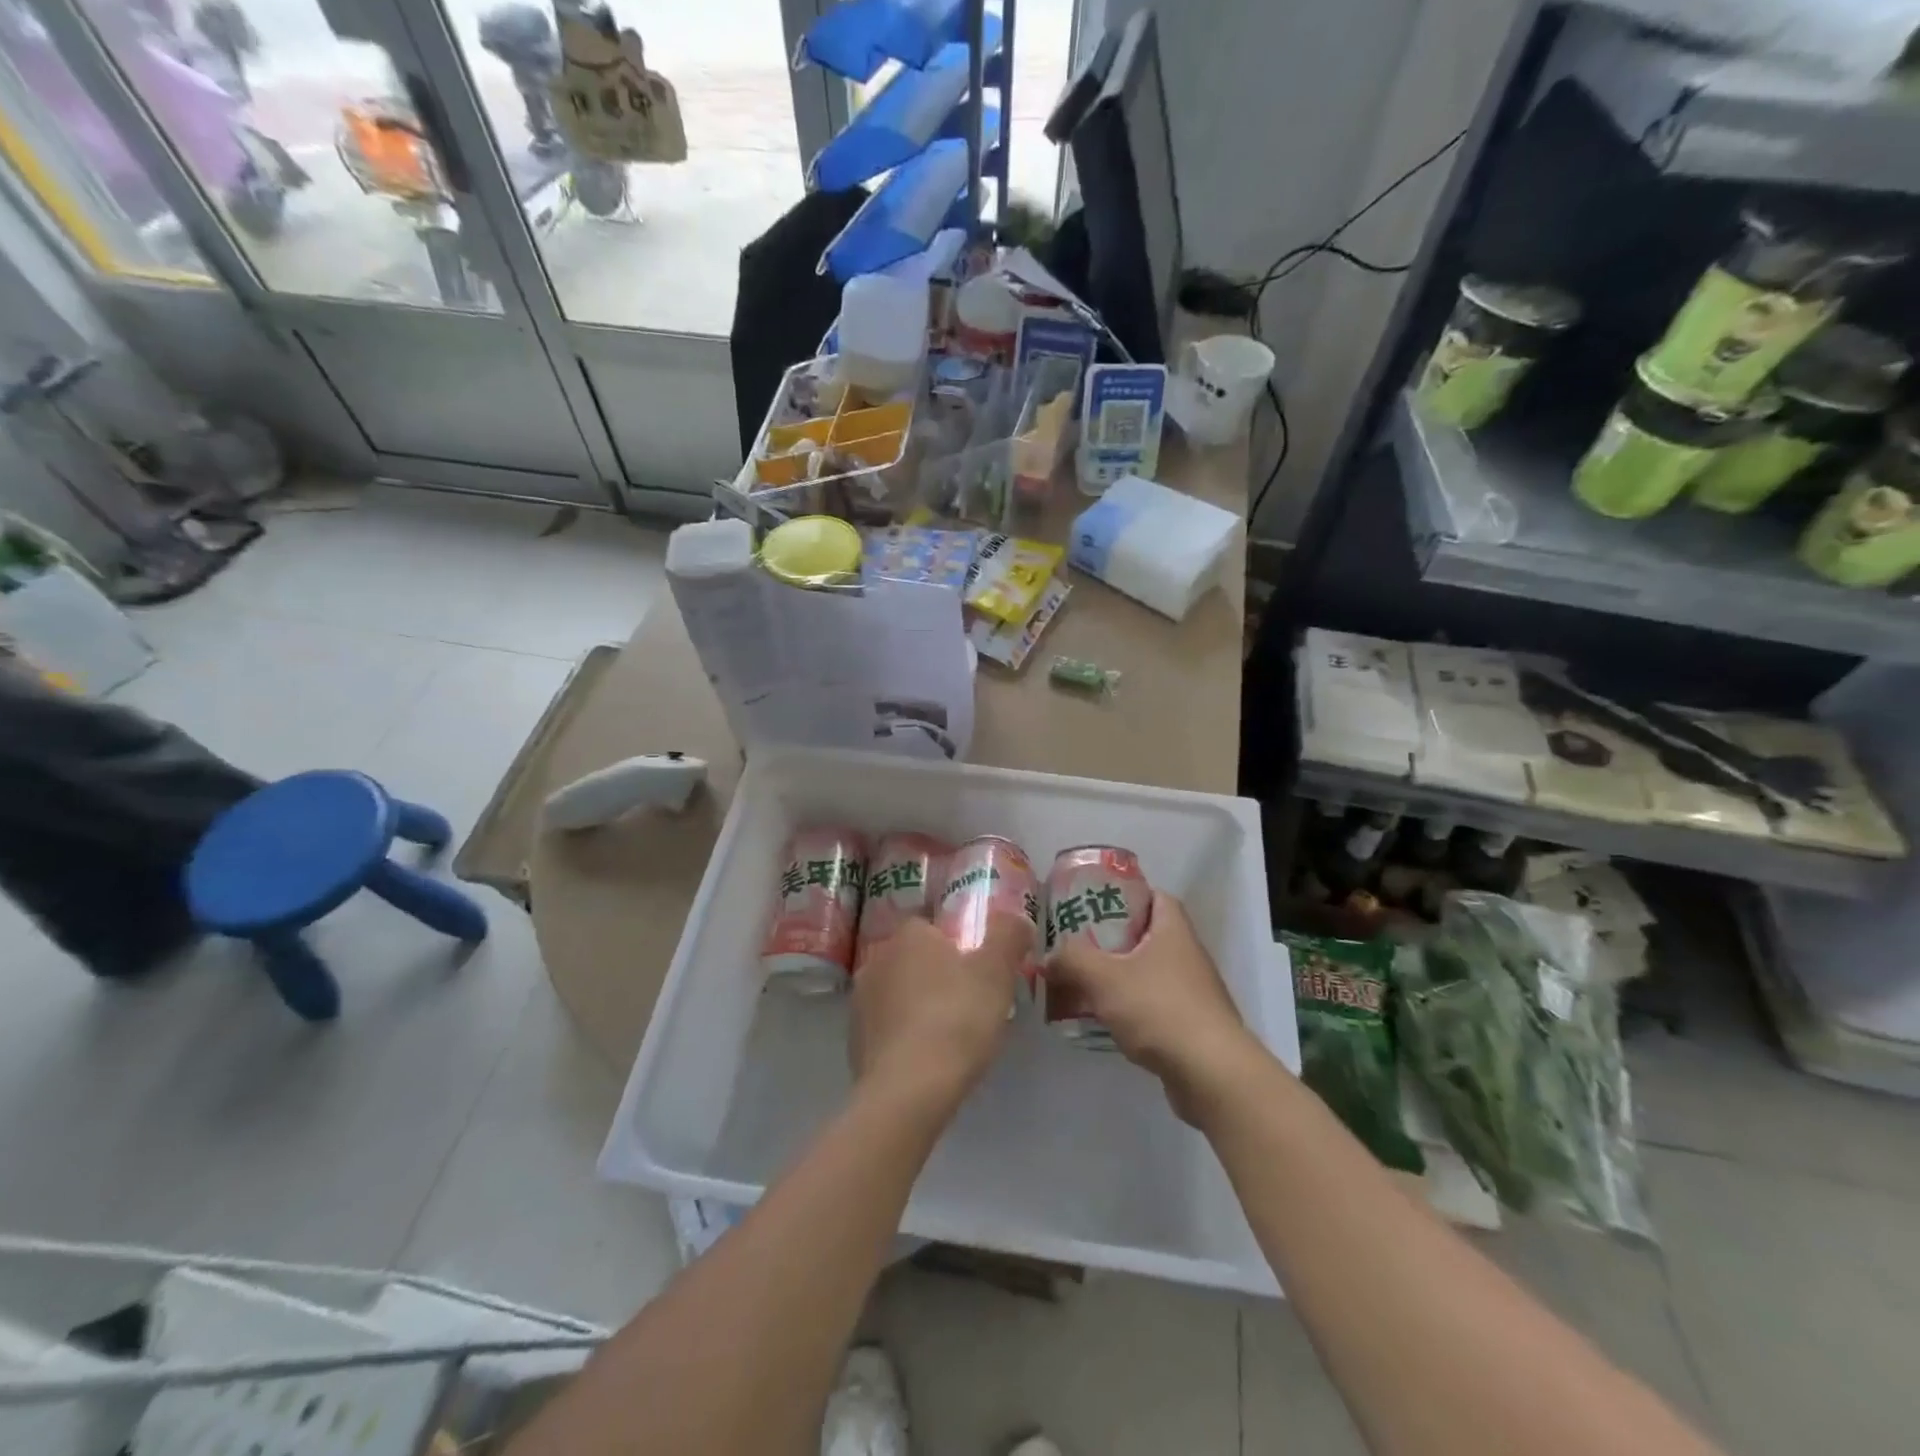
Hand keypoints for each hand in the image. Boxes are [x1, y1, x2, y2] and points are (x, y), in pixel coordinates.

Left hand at [850, 914, 1022, 1111]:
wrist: (907, 1091)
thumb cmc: (956, 1018)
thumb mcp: (997, 972)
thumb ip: (1009, 936)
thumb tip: (1017, 918)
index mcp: (909, 935)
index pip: (932, 925)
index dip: (958, 944)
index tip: (979, 969)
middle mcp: (877, 959)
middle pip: (915, 959)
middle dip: (938, 975)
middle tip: (971, 1002)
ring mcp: (860, 1000)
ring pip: (899, 993)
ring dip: (919, 1005)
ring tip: (951, 1035)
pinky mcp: (854, 1040)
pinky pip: (888, 1027)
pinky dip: (905, 1036)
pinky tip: (928, 1059)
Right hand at [1049, 891, 1264, 1122]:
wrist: (1211, 1074)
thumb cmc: (1159, 1009)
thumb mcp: (1104, 977)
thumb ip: (1071, 960)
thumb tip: (1048, 957)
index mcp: (1173, 930)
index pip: (1154, 896)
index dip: (1125, 894)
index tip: (1093, 903)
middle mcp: (1188, 955)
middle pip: (1146, 936)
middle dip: (1111, 940)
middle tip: (1076, 944)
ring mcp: (1192, 993)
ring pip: (1147, 974)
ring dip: (1117, 977)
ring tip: (1081, 983)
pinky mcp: (1190, 1026)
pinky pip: (1152, 1006)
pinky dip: (1129, 1009)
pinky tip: (1103, 1020)